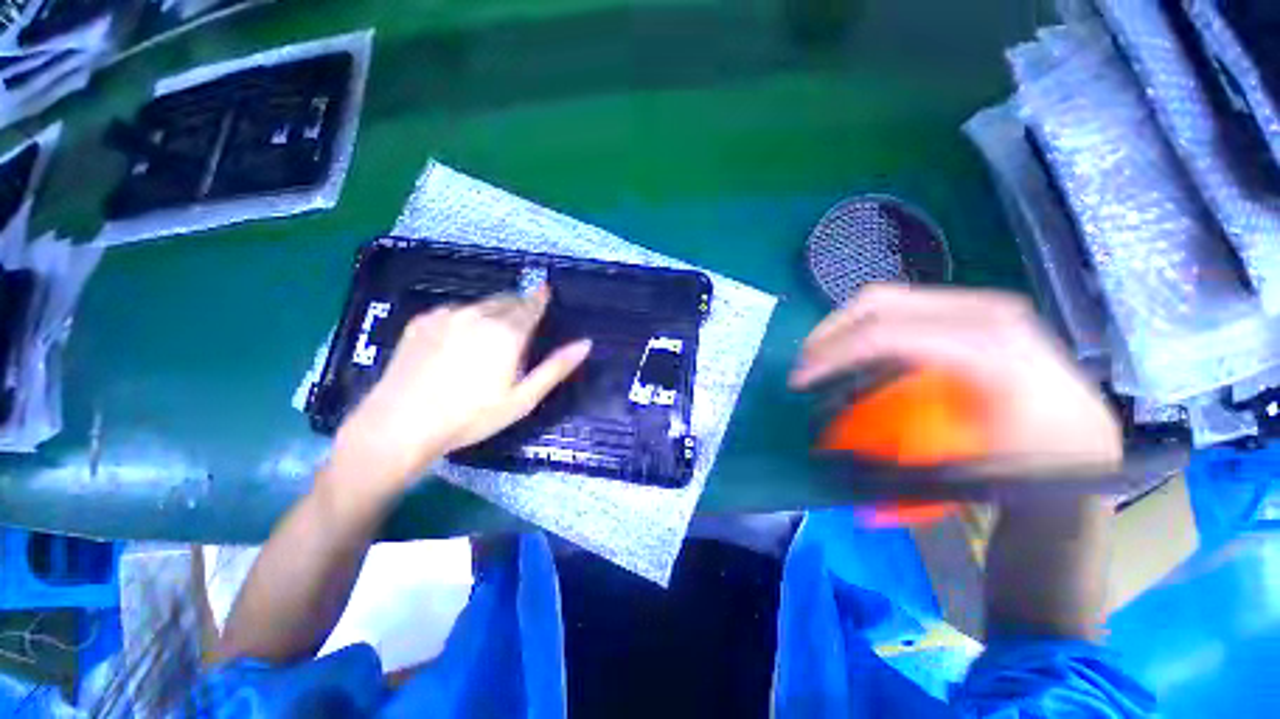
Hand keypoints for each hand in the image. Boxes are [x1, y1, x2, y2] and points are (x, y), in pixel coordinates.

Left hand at [329, 286, 590, 498]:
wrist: (400, 424)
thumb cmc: (471, 416)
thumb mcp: (523, 398)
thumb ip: (556, 367)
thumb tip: (586, 343)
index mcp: (507, 332)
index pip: (531, 304)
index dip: (541, 297)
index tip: (547, 291)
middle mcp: (478, 314)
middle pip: (507, 299)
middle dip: (519, 305)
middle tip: (522, 323)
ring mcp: (447, 314)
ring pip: (481, 303)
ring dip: (494, 310)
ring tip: (492, 333)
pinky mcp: (422, 320)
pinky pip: (455, 309)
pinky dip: (467, 316)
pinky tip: (460, 339)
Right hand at [789, 284, 1120, 470]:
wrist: (1084, 442)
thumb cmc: (1033, 462)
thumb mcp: (966, 465)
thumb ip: (898, 443)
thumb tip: (833, 439)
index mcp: (986, 346)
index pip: (885, 334)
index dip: (831, 354)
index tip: (799, 380)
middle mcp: (983, 311)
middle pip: (879, 303)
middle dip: (828, 332)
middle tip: (805, 365)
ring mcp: (980, 305)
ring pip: (887, 299)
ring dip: (844, 328)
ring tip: (823, 359)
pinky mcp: (974, 310)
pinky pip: (903, 308)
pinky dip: (867, 328)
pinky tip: (859, 355)